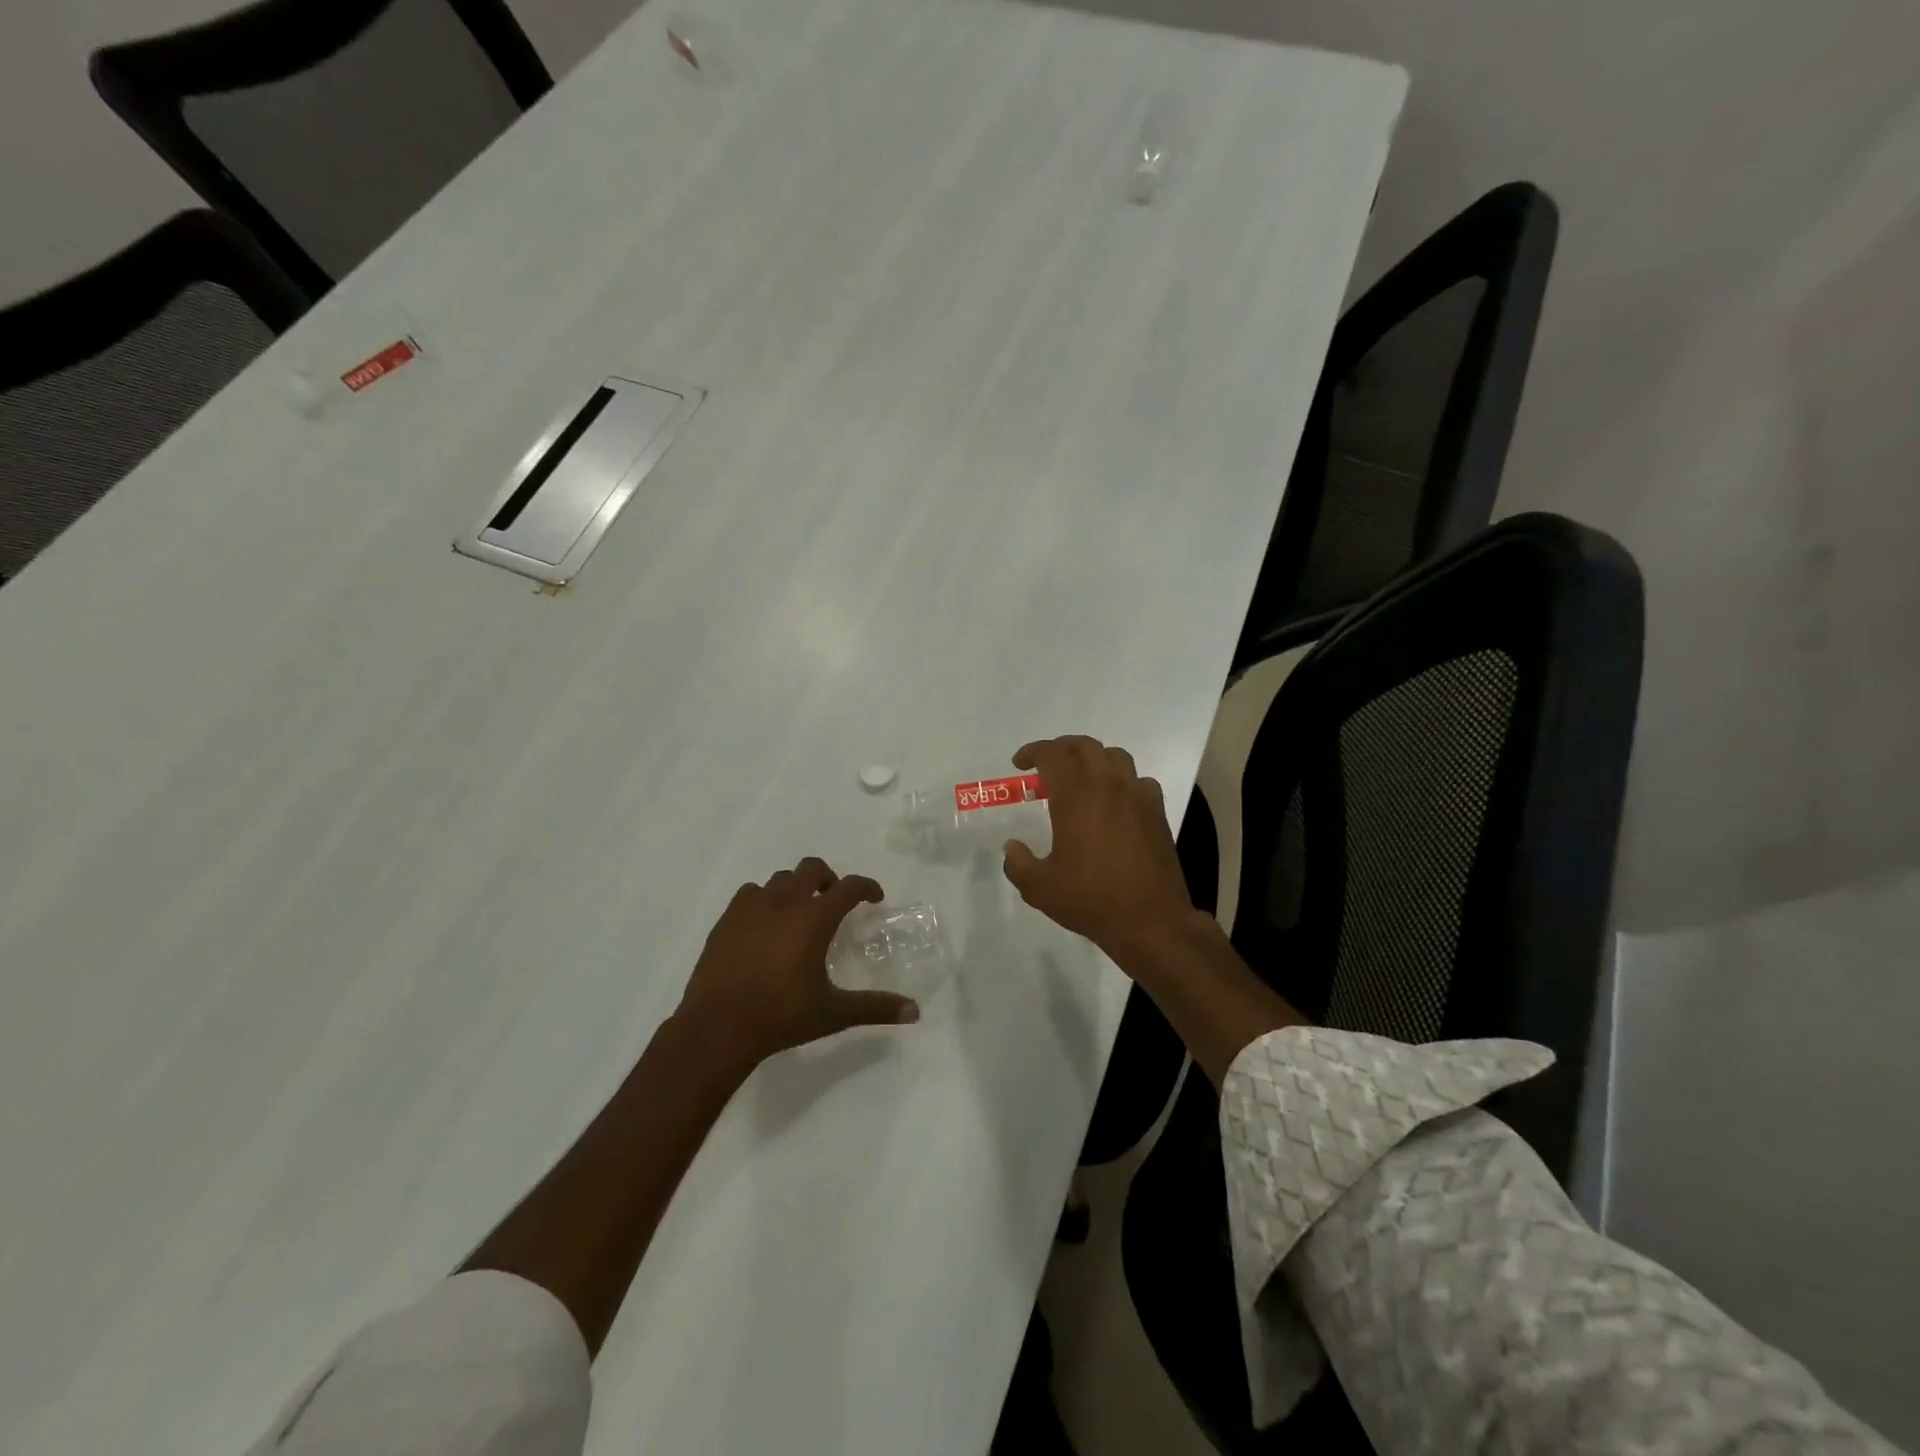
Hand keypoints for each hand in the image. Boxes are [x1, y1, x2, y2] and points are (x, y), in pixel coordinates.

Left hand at [676, 857, 919, 1072]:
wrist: (717, 1028)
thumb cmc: (780, 1016)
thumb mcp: (833, 1013)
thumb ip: (875, 1008)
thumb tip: (915, 1012)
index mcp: (814, 918)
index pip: (849, 887)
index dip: (867, 887)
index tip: (875, 897)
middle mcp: (785, 902)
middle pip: (812, 868)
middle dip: (829, 878)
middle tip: (834, 900)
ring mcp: (751, 908)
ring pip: (780, 879)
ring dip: (796, 888)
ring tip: (799, 913)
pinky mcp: (726, 920)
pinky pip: (750, 893)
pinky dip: (764, 899)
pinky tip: (765, 923)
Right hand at [1001, 736, 1196, 959]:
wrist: (1149, 920)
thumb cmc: (1090, 899)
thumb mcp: (1039, 888)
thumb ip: (1018, 864)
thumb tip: (1012, 848)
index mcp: (1075, 795)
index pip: (1051, 754)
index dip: (1032, 752)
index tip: (1020, 764)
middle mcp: (1107, 785)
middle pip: (1084, 746)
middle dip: (1061, 748)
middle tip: (1047, 764)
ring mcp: (1137, 796)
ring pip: (1115, 756)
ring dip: (1094, 758)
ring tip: (1082, 777)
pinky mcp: (1157, 813)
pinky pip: (1140, 781)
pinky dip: (1123, 782)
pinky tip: (1117, 802)